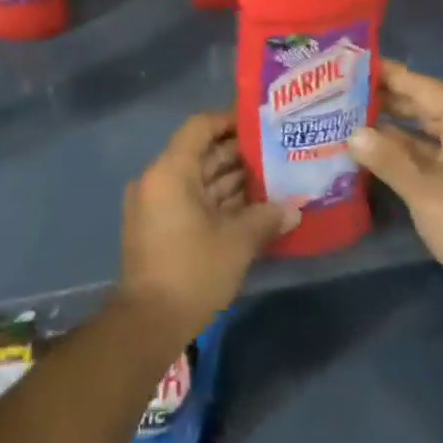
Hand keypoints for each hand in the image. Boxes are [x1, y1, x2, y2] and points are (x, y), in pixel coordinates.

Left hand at [119, 111, 297, 341]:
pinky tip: (251, 208)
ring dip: (230, 180)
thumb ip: (266, 218)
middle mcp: (158, 180)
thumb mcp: (237, 242)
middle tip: (276, 153)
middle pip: (200, 154)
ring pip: (197, 180)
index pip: (200, 127)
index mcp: (170, 171)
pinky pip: (190, 201)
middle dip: (238, 154)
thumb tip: (293, 209)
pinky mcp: (158, 227)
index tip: (260, 125)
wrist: (148, 322)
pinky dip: (216, 201)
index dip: (229, 121)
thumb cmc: (192, 270)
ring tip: (271, 179)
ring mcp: (155, 204)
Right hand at [346, 60, 442, 298]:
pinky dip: (404, 152)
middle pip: (422, 105)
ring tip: (348, 117)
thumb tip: (352, 134)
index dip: (386, 73)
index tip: (351, 63)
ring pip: (425, 132)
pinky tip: (373, 153)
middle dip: (384, 99)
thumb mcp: (424, 190)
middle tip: (340, 90)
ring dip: (391, 128)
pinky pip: (430, 154)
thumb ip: (387, 158)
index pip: (420, 85)